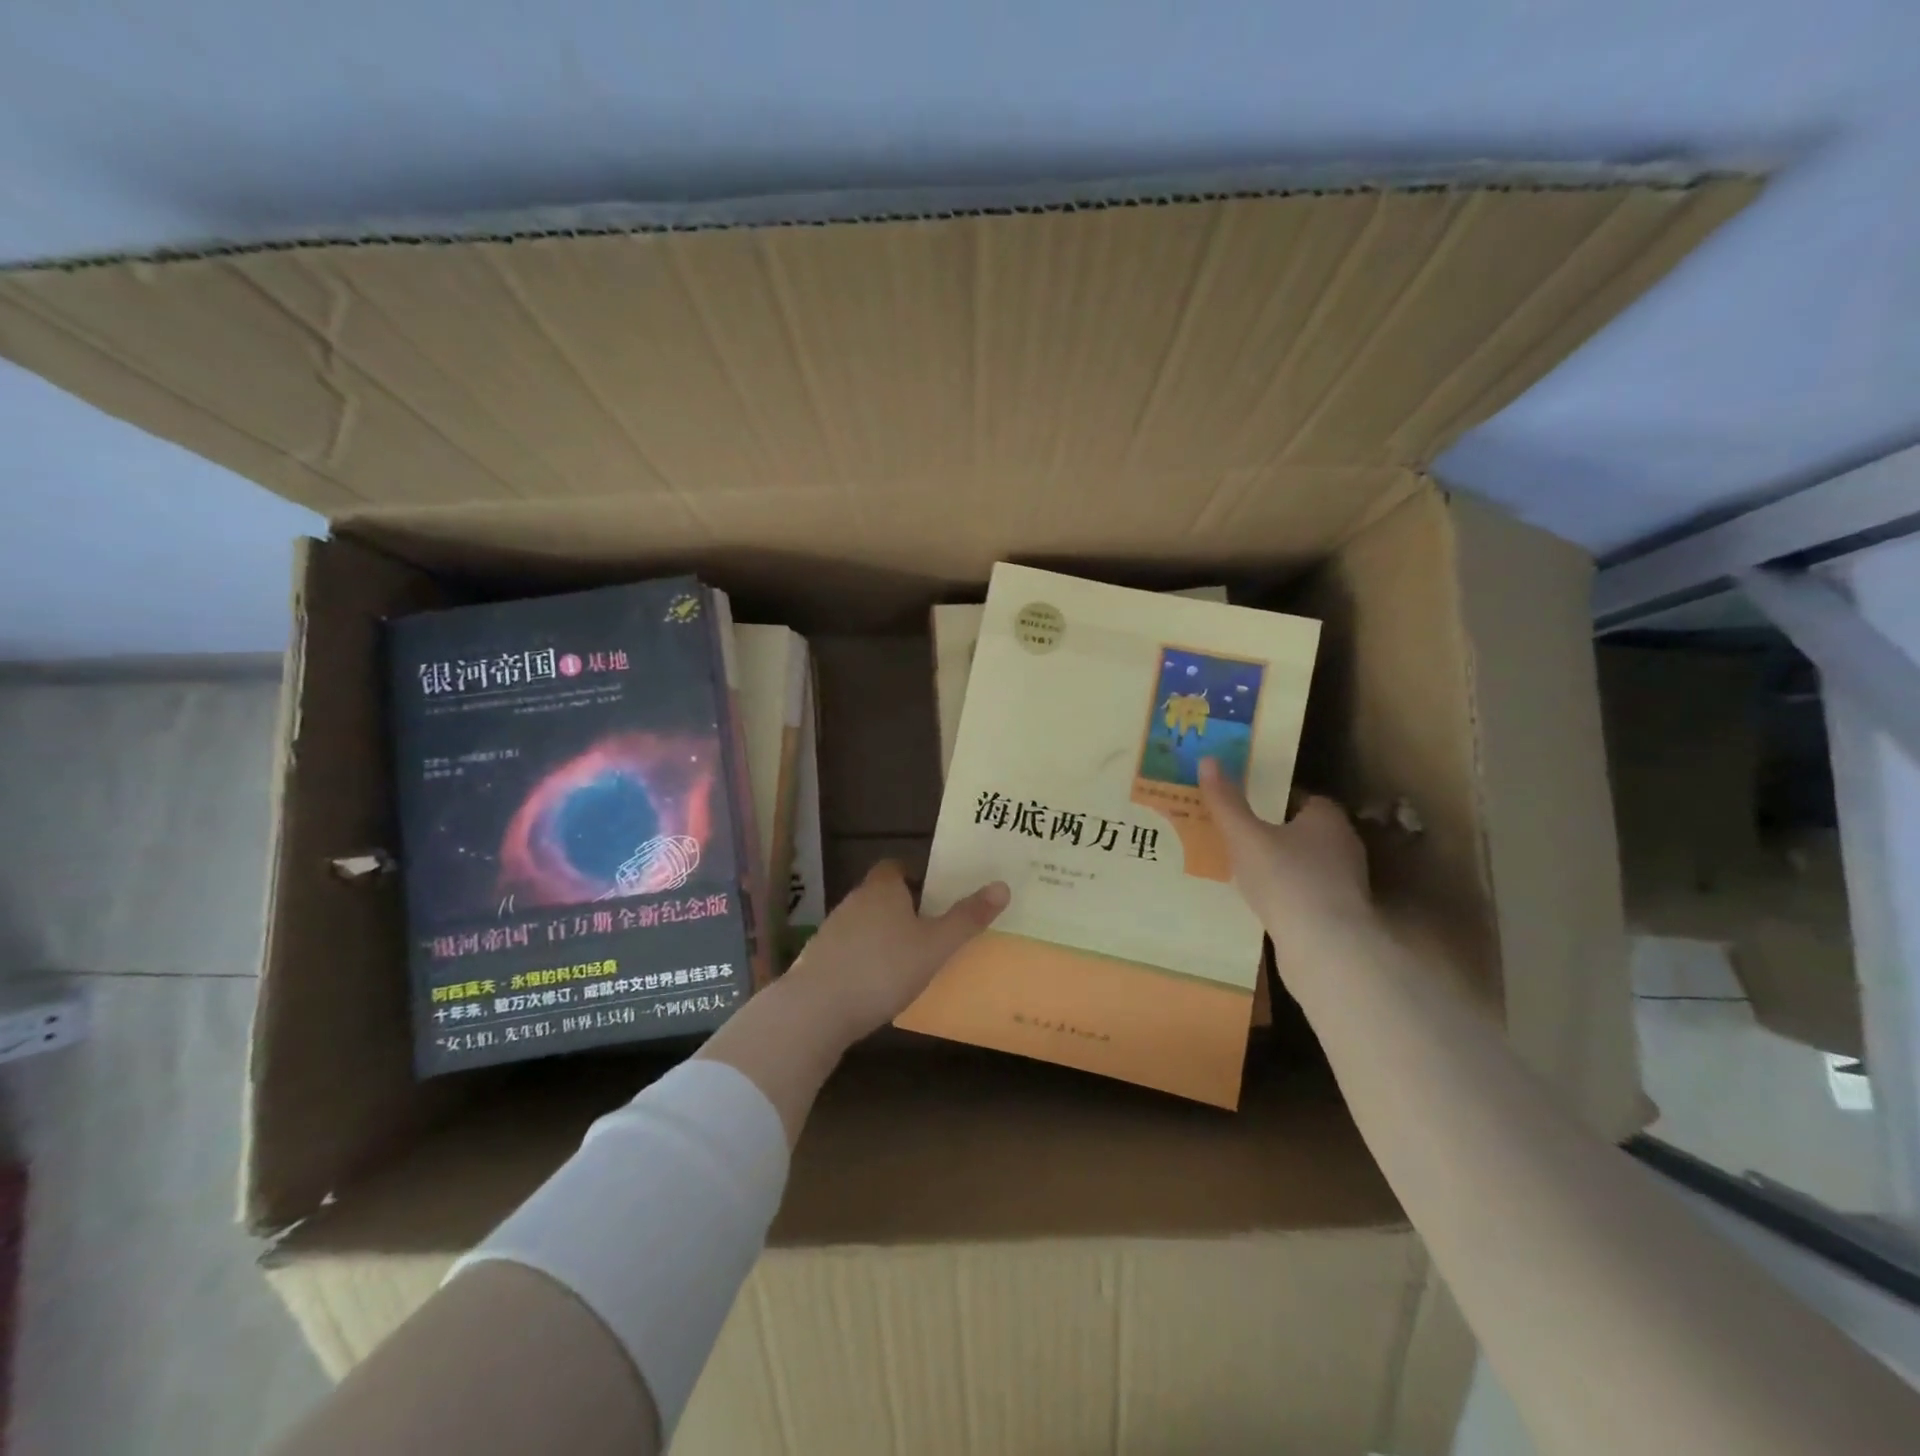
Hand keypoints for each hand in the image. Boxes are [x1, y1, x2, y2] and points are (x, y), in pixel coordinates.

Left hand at [783, 861, 1009, 1041]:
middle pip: (881, 894)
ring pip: (864, 923)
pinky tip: (878, 983)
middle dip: (903, 907)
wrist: (816, 1009)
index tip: (935, 893)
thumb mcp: (935, 946)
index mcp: (882, 888)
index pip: (896, 866)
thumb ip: (967, 918)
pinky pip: (850, 950)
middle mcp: (854, 901)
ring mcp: (832, 930)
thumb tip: (1002, 886)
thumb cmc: (883, 968)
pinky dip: (865, 959)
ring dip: (883, 935)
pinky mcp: (818, 960)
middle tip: (931, 928)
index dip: (915, 875)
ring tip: (909, 959)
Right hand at [1198, 757, 1371, 935]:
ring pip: (1304, 862)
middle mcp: (1342, 844)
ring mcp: (1344, 882)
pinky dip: (1284, 891)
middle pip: (1302, 829)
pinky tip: (1259, 900)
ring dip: (1278, 864)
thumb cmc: (1286, 880)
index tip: (1242, 802)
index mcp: (1326, 818)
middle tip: (1233, 832)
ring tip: (1240, 867)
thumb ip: (1226, 801)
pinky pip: (1305, 891)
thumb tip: (1208, 760)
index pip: (1300, 797)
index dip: (1271, 797)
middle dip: (1272, 830)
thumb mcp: (1245, 837)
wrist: (1326, 949)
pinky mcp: (1339, 913)